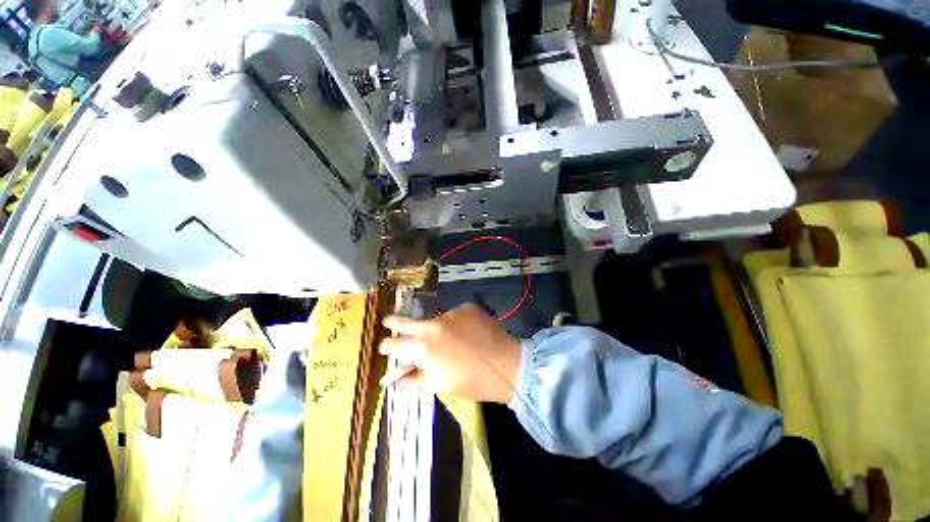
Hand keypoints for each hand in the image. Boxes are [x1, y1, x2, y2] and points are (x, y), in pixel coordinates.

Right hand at [379, 303, 522, 403]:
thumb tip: (395, 376)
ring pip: (433, 320)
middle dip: (392, 321)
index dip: (386, 346)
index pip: (393, 344)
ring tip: (448, 340)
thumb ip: (414, 376)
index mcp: (422, 349)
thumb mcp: (439, 384)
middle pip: (404, 321)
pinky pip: (454, 315)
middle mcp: (432, 326)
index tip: (384, 346)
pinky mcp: (465, 307)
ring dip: (433, 328)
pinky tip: (467, 333)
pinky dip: (455, 324)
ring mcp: (449, 313)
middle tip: (386, 320)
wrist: (506, 364)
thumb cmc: (471, 381)